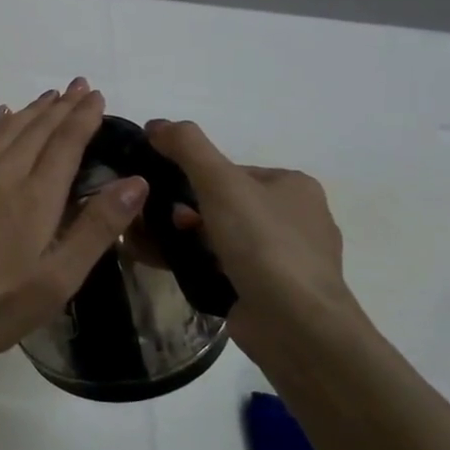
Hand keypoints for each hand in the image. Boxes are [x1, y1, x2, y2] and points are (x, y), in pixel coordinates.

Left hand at [0, 80, 145, 368]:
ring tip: (50, 96)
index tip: (97, 96)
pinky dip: (0, 124)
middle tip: (80, 85)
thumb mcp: (58, 278)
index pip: (65, 143)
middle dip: (62, 106)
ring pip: (8, 131)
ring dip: (32, 110)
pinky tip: (1, 117)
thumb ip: (97, 228)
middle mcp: (4, 176)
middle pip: (37, 130)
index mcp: (35, 197)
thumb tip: (135, 182)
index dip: (83, 117)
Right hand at [144, 119, 366, 361]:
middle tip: (156, 221)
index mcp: (295, 187)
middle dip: (185, 211)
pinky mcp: (270, 293)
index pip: (231, 170)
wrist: (296, 325)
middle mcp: (297, 220)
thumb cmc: (263, 244)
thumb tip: (155, 124)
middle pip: (224, 204)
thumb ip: (187, 146)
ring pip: (221, 238)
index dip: (192, 176)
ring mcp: (285, 260)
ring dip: (186, 238)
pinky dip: (195, 264)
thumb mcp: (220, 182)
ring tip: (153, 245)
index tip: (162, 190)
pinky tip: (168, 267)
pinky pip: (223, 268)